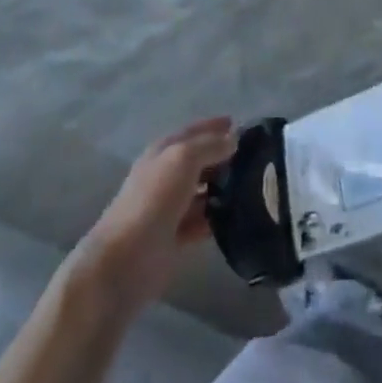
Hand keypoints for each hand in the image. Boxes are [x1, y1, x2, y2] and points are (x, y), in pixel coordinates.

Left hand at [72, 117, 236, 313]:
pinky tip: (240, 216)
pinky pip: (203, 221)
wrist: (125, 259)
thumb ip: (209, 145)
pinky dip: (218, 217)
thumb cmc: (154, 199)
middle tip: (256, 158)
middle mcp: (166, 176)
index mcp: (163, 152)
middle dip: (223, 157)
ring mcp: (170, 207)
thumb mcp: (183, 159)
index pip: (193, 132)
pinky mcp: (175, 237)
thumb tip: (233, 139)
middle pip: (199, 161)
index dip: (214, 126)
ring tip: (254, 187)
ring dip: (223, 188)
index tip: (240, 124)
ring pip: (202, 191)